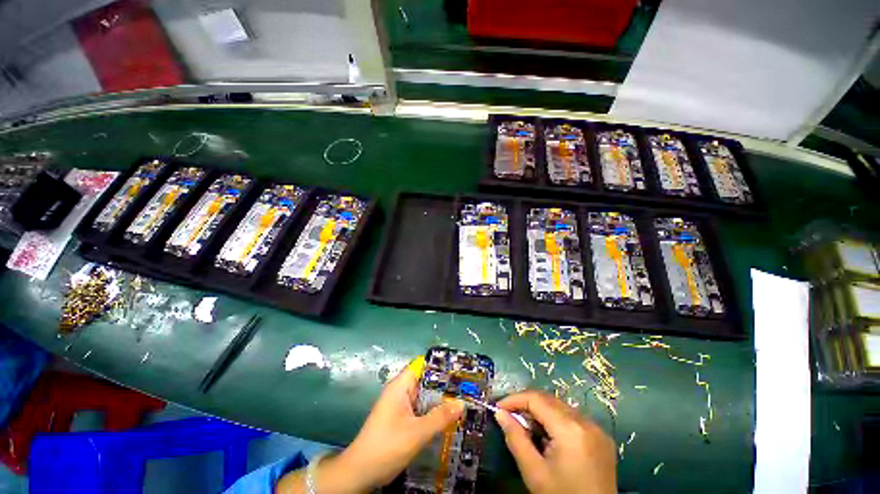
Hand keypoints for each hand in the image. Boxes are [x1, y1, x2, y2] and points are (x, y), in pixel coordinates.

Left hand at [276, 357, 464, 493]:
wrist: (360, 472)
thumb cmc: (387, 446)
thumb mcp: (417, 433)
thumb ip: (440, 417)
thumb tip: (462, 403)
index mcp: (400, 386)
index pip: (422, 365)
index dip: (440, 366)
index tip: (459, 372)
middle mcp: (400, 391)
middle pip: (425, 381)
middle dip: (443, 385)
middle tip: (466, 389)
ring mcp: (399, 405)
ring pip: (423, 396)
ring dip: (439, 400)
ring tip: (462, 401)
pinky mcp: (400, 418)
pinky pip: (420, 409)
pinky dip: (432, 411)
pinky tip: (446, 418)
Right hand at [495, 390, 616, 493]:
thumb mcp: (534, 472)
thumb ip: (515, 439)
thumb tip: (499, 413)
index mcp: (570, 429)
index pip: (536, 399)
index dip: (514, 399)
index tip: (498, 407)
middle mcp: (586, 422)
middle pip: (549, 400)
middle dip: (526, 404)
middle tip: (509, 417)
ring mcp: (597, 429)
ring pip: (560, 407)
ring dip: (540, 412)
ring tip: (527, 428)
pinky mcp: (602, 437)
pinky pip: (573, 418)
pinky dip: (556, 420)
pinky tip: (548, 437)